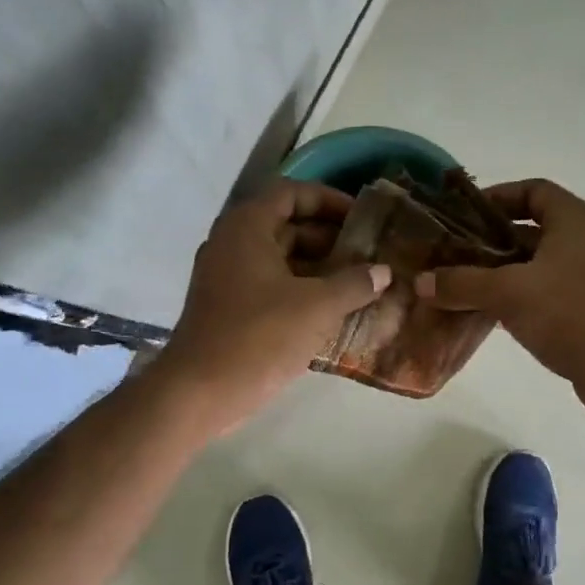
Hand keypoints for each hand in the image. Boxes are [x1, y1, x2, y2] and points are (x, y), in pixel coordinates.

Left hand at [158, 179, 391, 435]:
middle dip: (330, 239)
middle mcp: (232, 244)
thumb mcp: (318, 306)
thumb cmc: (260, 336)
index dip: (330, 201)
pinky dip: (301, 292)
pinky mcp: (228, 308)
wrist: (201, 391)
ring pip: (280, 260)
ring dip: (318, 269)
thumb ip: (354, 283)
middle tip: (368, 255)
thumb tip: (383, 271)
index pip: (292, 193)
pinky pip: (271, 287)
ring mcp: (227, 278)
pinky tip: (333, 312)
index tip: (362, 218)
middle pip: (287, 226)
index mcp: (247, 227)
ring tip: (359, 284)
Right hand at [416, 178, 584, 410]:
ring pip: (537, 264)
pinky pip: (547, 290)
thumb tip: (421, 282)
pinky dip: (519, 296)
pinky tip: (489, 312)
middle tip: (454, 255)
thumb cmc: (569, 312)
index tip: (465, 215)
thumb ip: (462, 284)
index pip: (533, 191)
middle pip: (532, 230)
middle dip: (491, 242)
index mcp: (575, 220)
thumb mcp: (508, 293)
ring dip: (502, 273)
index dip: (497, 197)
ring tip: (463, 285)